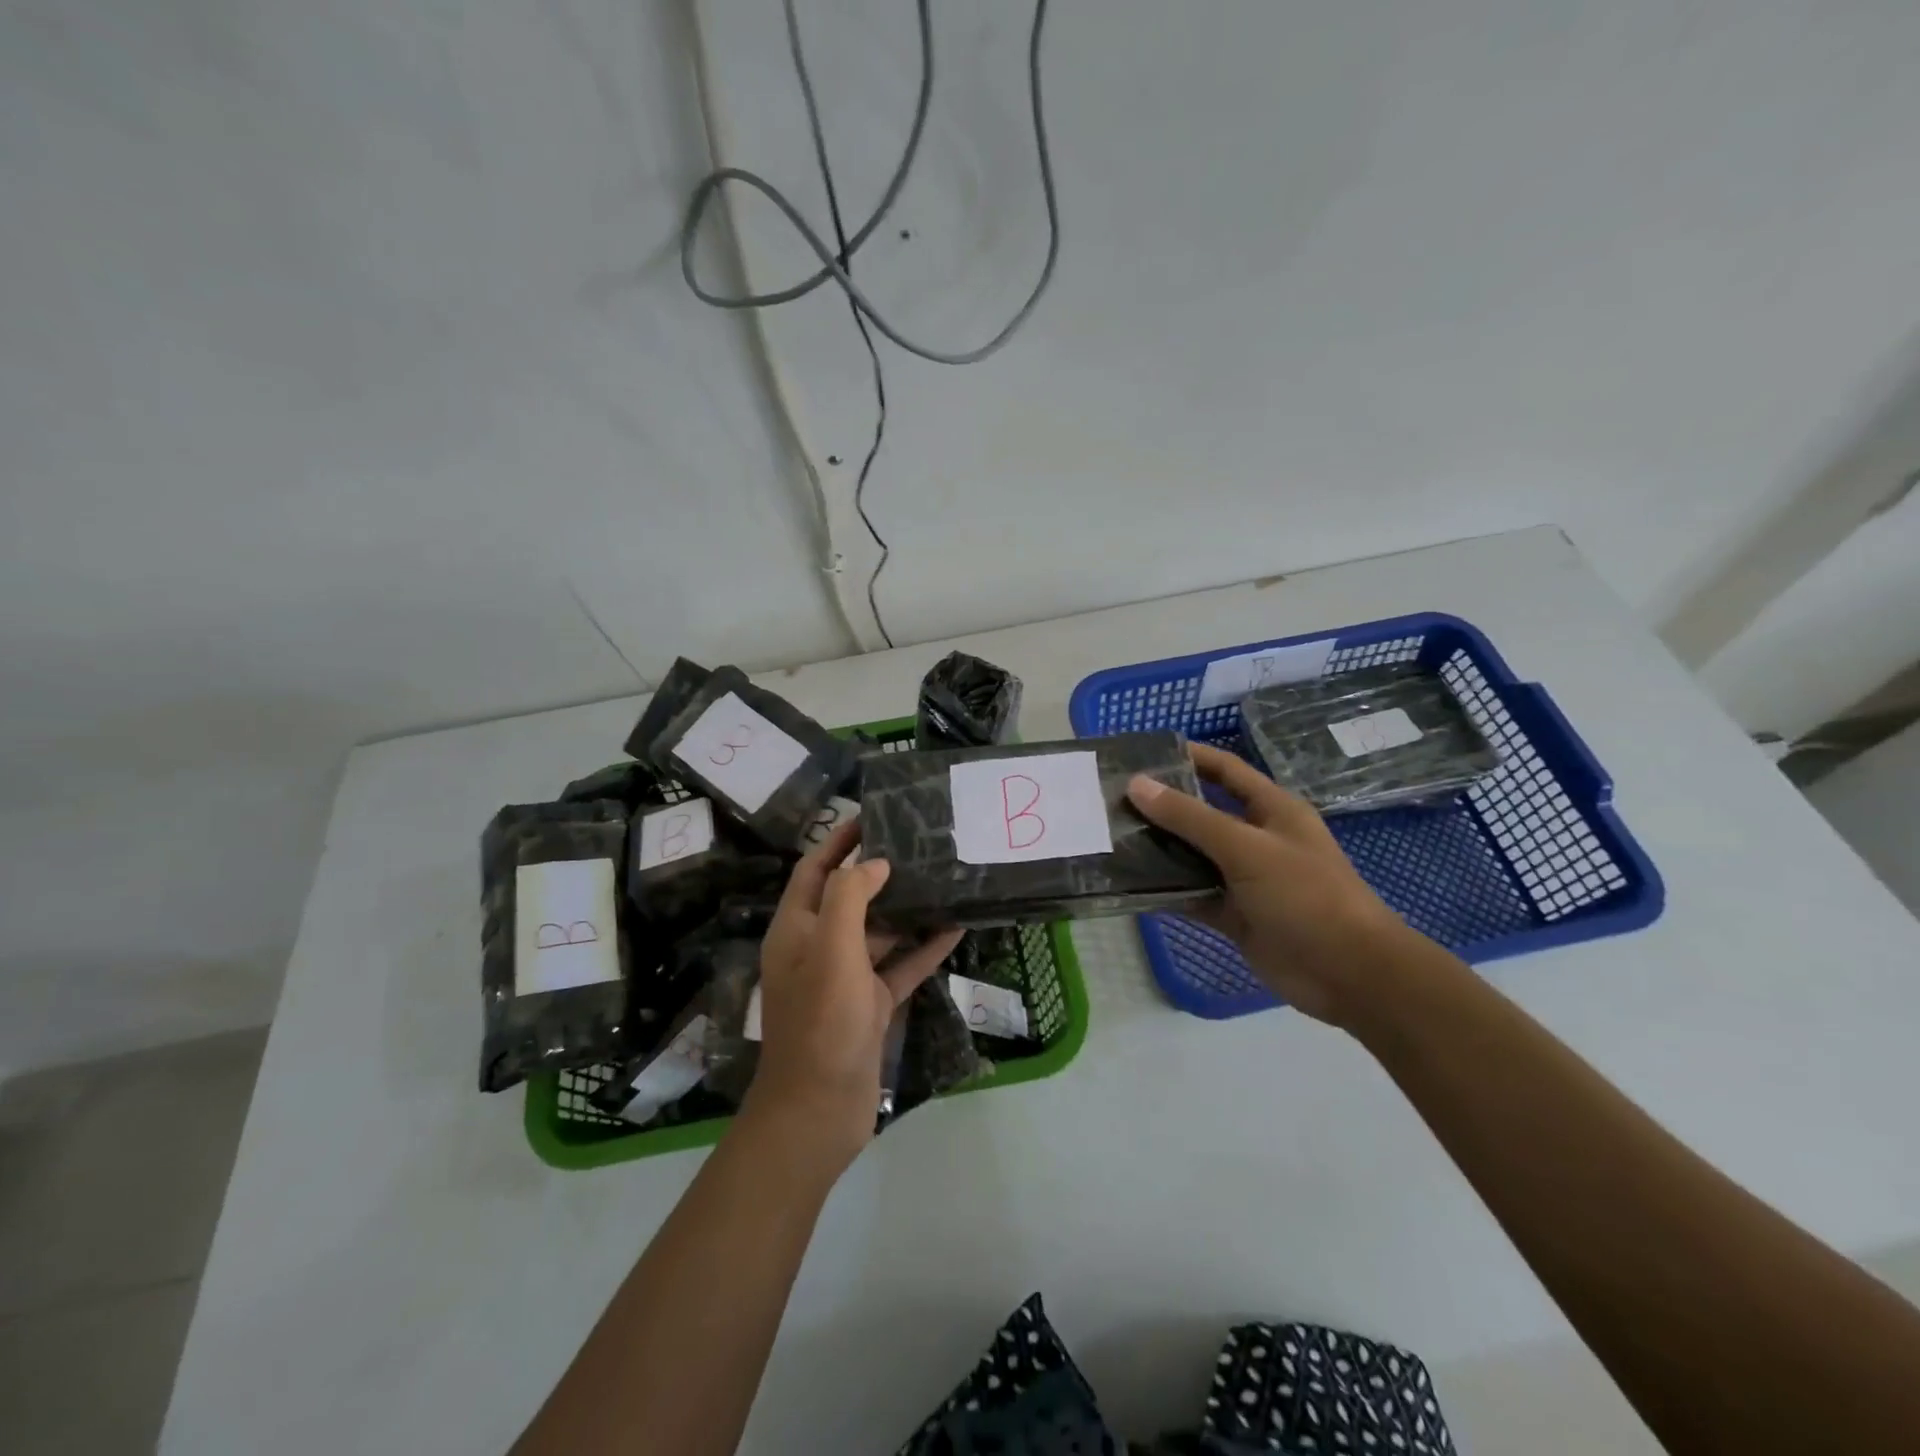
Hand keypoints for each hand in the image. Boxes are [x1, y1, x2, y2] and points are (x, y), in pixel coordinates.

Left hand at [749, 817, 963, 1167]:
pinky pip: (900, 966)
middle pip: (849, 896)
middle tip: (918, 844)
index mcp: (796, 929)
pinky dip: (924, 948)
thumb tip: (875, 863)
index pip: (815, 869)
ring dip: (906, 909)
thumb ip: (849, 897)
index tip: (871, 815)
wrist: (818, 1110)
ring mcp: (846, 978)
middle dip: (879, 870)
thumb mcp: (831, 949)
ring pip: (879, 931)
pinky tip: (955, 929)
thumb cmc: (821, 1021)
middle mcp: (818, 947)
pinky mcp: (870, 1004)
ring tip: (941, 879)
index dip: (838, 840)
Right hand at [1127, 742, 1410, 1026]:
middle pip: (1202, 813)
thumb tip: (1137, 784)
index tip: (1143, 753)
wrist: (1349, 974)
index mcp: (1271, 809)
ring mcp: (1243, 879)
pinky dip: (1165, 890)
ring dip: (1158, 849)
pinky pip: (1192, 895)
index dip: (1189, 757)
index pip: (1224, 770)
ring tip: (1109, 837)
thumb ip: (1190, 818)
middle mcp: (1255, 838)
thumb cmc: (1306, 895)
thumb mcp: (1246, 848)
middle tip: (1112, 799)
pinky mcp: (1233, 914)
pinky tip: (1129, 884)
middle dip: (1162, 806)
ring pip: (1192, 856)